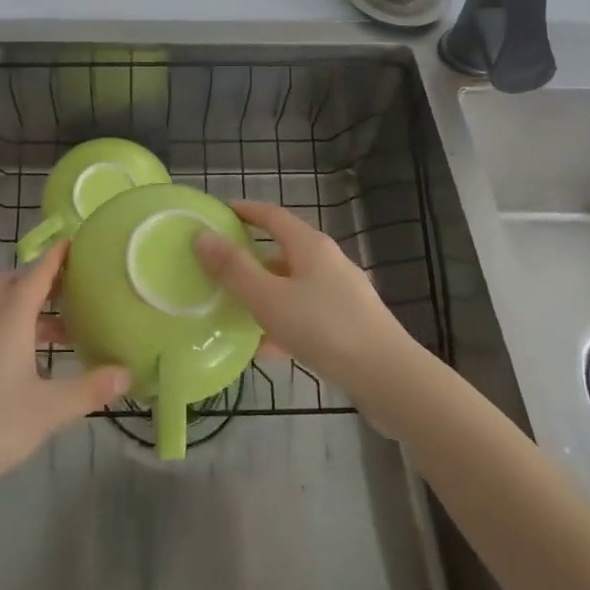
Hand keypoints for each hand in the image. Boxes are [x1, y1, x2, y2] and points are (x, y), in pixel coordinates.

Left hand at [0, 244, 128, 501]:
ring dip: (35, 308)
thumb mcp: (48, 410)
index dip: (57, 254)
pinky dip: (23, 331)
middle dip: (43, 276)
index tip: (77, 237)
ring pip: (7, 309)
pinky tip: (42, 360)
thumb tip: (128, 372)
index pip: (37, 273)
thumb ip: (89, 389)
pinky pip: (0, 331)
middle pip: (15, 283)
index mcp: (11, 319)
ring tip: (70, 324)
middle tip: (76, 281)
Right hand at [194, 200, 418, 405]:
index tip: (221, 213)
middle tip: (220, 266)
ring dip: (266, 293)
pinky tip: (267, 348)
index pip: (273, 216)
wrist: (388, 378)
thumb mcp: (268, 298)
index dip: (246, 211)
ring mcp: (343, 293)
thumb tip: (201, 236)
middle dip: (252, 257)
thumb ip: (233, 269)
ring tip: (236, 310)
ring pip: (294, 285)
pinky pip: (307, 314)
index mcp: (310, 246)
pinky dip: (284, 322)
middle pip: (284, 250)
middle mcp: (329, 262)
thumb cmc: (323, 328)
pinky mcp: (350, 324)